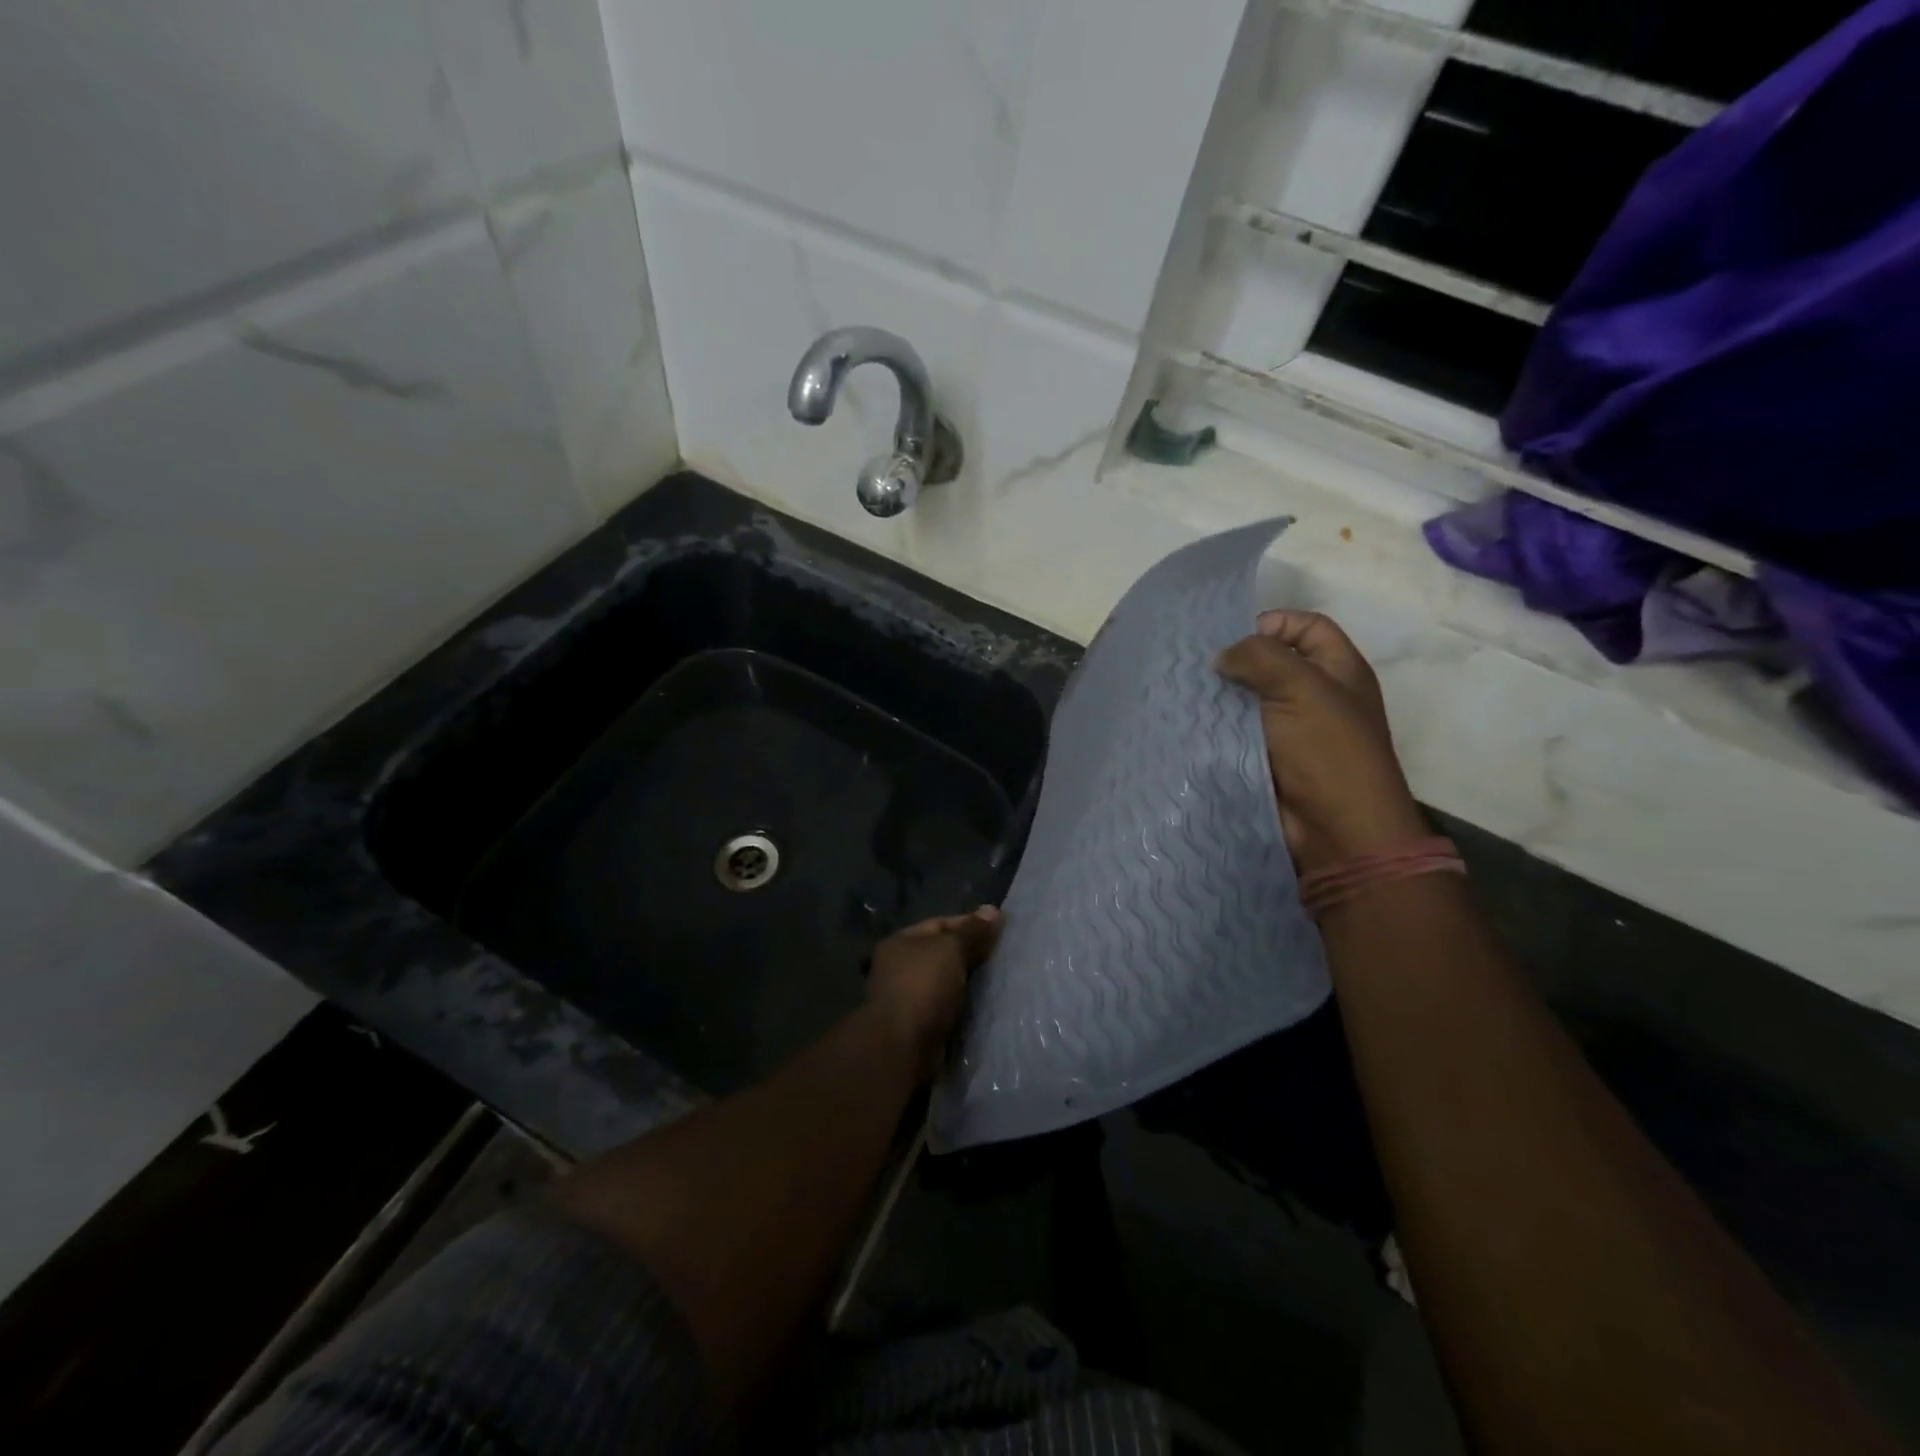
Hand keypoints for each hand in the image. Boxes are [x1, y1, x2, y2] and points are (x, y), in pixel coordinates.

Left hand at [868, 907, 1002, 1077]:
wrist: (903, 1046)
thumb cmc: (923, 986)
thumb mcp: (951, 949)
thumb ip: (972, 931)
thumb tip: (992, 910)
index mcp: (901, 942)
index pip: (940, 924)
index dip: (970, 924)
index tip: (1001, 929)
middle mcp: (900, 966)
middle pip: (943, 953)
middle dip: (972, 954)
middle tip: (1005, 956)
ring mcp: (908, 997)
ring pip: (947, 982)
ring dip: (970, 982)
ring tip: (1002, 980)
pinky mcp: (919, 1024)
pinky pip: (948, 1007)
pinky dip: (965, 1006)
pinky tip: (987, 1005)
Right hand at [1216, 610, 1427, 877]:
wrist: (1336, 829)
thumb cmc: (1327, 751)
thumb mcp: (1301, 688)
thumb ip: (1260, 657)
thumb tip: (1224, 657)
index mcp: (1339, 671)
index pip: (1308, 626)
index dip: (1275, 622)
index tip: (1234, 636)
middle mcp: (1317, 696)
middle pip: (1275, 663)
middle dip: (1239, 660)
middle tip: (1200, 665)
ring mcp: (1292, 731)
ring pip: (1252, 700)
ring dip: (1224, 696)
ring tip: (1187, 692)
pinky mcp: (1269, 760)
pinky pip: (1240, 733)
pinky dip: (1219, 727)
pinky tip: (1192, 723)